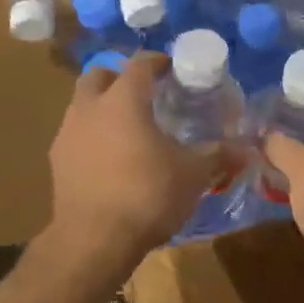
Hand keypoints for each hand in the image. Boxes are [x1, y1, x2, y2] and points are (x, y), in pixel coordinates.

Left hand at [45, 53, 229, 270]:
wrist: (93, 241)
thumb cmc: (146, 196)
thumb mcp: (192, 175)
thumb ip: (217, 156)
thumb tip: (247, 150)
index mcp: (123, 100)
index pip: (139, 64)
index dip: (157, 61)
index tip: (172, 68)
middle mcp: (89, 107)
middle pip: (99, 75)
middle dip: (119, 77)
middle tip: (143, 93)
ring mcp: (67, 133)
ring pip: (82, 104)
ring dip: (102, 106)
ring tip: (127, 127)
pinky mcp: (57, 160)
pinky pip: (75, 134)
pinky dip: (91, 135)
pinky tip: (109, 157)